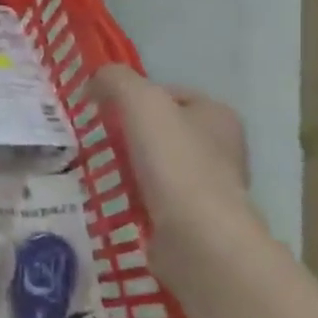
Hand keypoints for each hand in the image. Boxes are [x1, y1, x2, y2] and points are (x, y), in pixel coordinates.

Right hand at [93, 65, 254, 235]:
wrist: (197, 237)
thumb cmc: (174, 162)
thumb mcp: (140, 102)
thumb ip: (116, 80)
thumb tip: (95, 80)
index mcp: (218, 115)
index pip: (170, 94)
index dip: (135, 96)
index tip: (104, 111)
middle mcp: (222, 147)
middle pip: (163, 129)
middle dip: (130, 133)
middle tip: (98, 139)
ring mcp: (210, 186)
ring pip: (159, 164)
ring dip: (131, 165)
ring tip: (101, 169)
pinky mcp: (195, 219)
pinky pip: (157, 197)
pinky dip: (136, 196)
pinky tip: (115, 198)